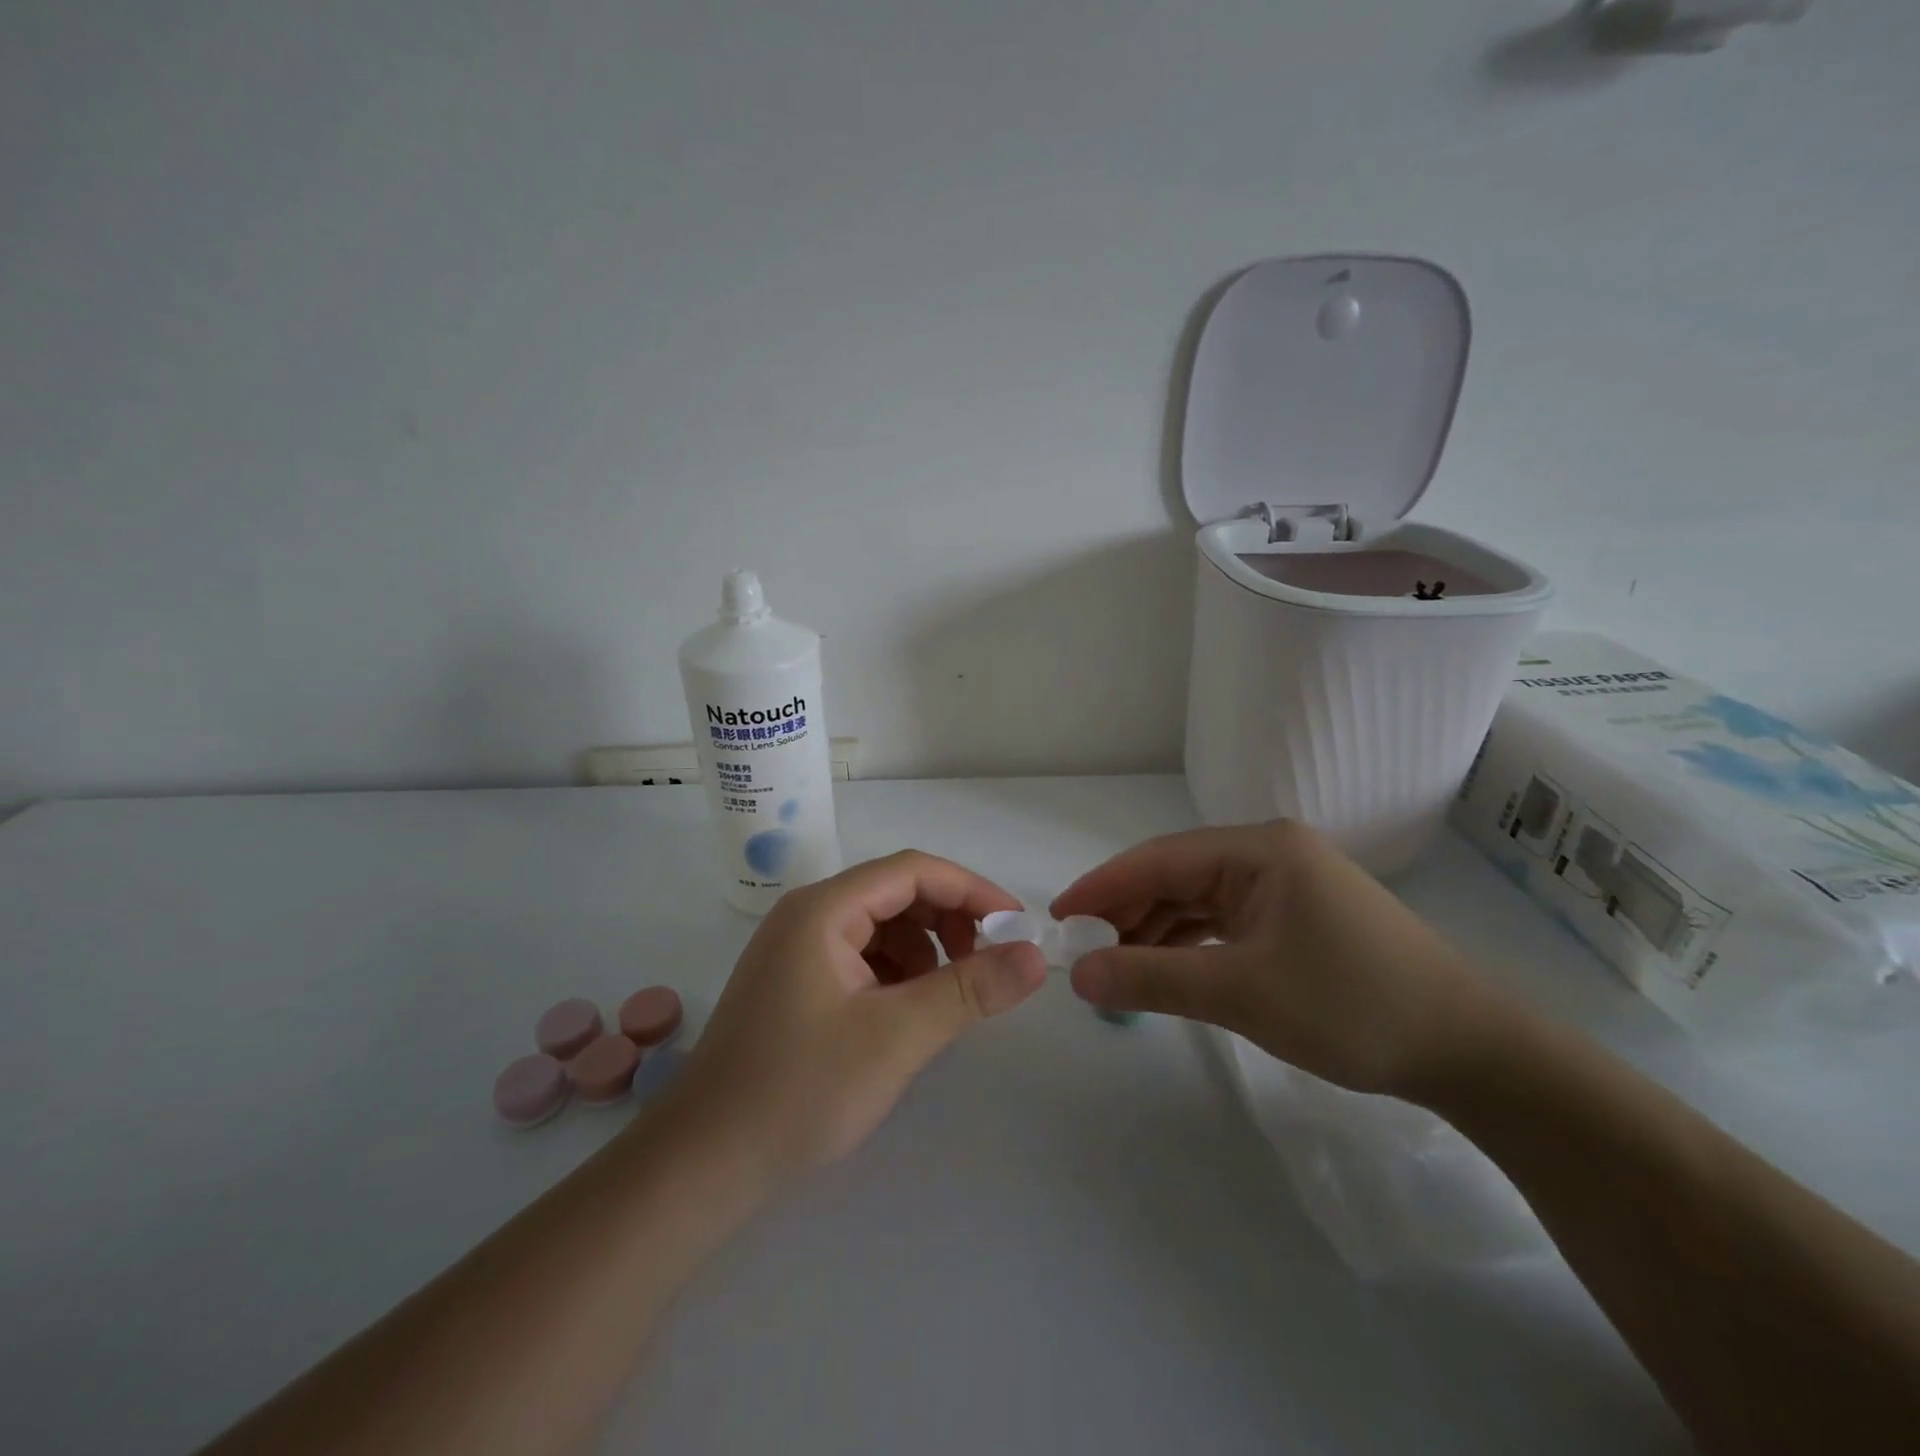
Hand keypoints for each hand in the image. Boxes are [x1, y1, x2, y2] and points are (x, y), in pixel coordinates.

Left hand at [674, 851, 1048, 1181]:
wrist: (704, 1164)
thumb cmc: (800, 1090)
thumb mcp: (898, 1036)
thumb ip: (971, 989)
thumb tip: (1036, 955)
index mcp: (824, 909)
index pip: (913, 871)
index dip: (972, 890)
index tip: (1017, 925)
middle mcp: (808, 915)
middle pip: (897, 894)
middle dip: (949, 922)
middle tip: (986, 967)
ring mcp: (798, 950)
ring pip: (882, 928)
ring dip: (925, 952)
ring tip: (942, 1002)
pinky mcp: (797, 983)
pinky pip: (862, 958)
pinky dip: (896, 976)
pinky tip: (904, 1017)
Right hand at [1051, 821, 1498, 1097]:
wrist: (1471, 1052)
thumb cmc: (1352, 1006)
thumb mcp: (1241, 993)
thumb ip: (1152, 978)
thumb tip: (1078, 974)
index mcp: (1260, 849)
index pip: (1159, 858)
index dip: (1103, 886)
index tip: (1057, 916)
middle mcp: (1270, 854)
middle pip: (1177, 876)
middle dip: (1127, 912)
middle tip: (1082, 950)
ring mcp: (1286, 886)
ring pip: (1199, 901)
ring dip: (1156, 931)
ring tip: (1114, 965)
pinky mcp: (1297, 918)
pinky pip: (1225, 922)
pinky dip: (1190, 944)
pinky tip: (1166, 968)